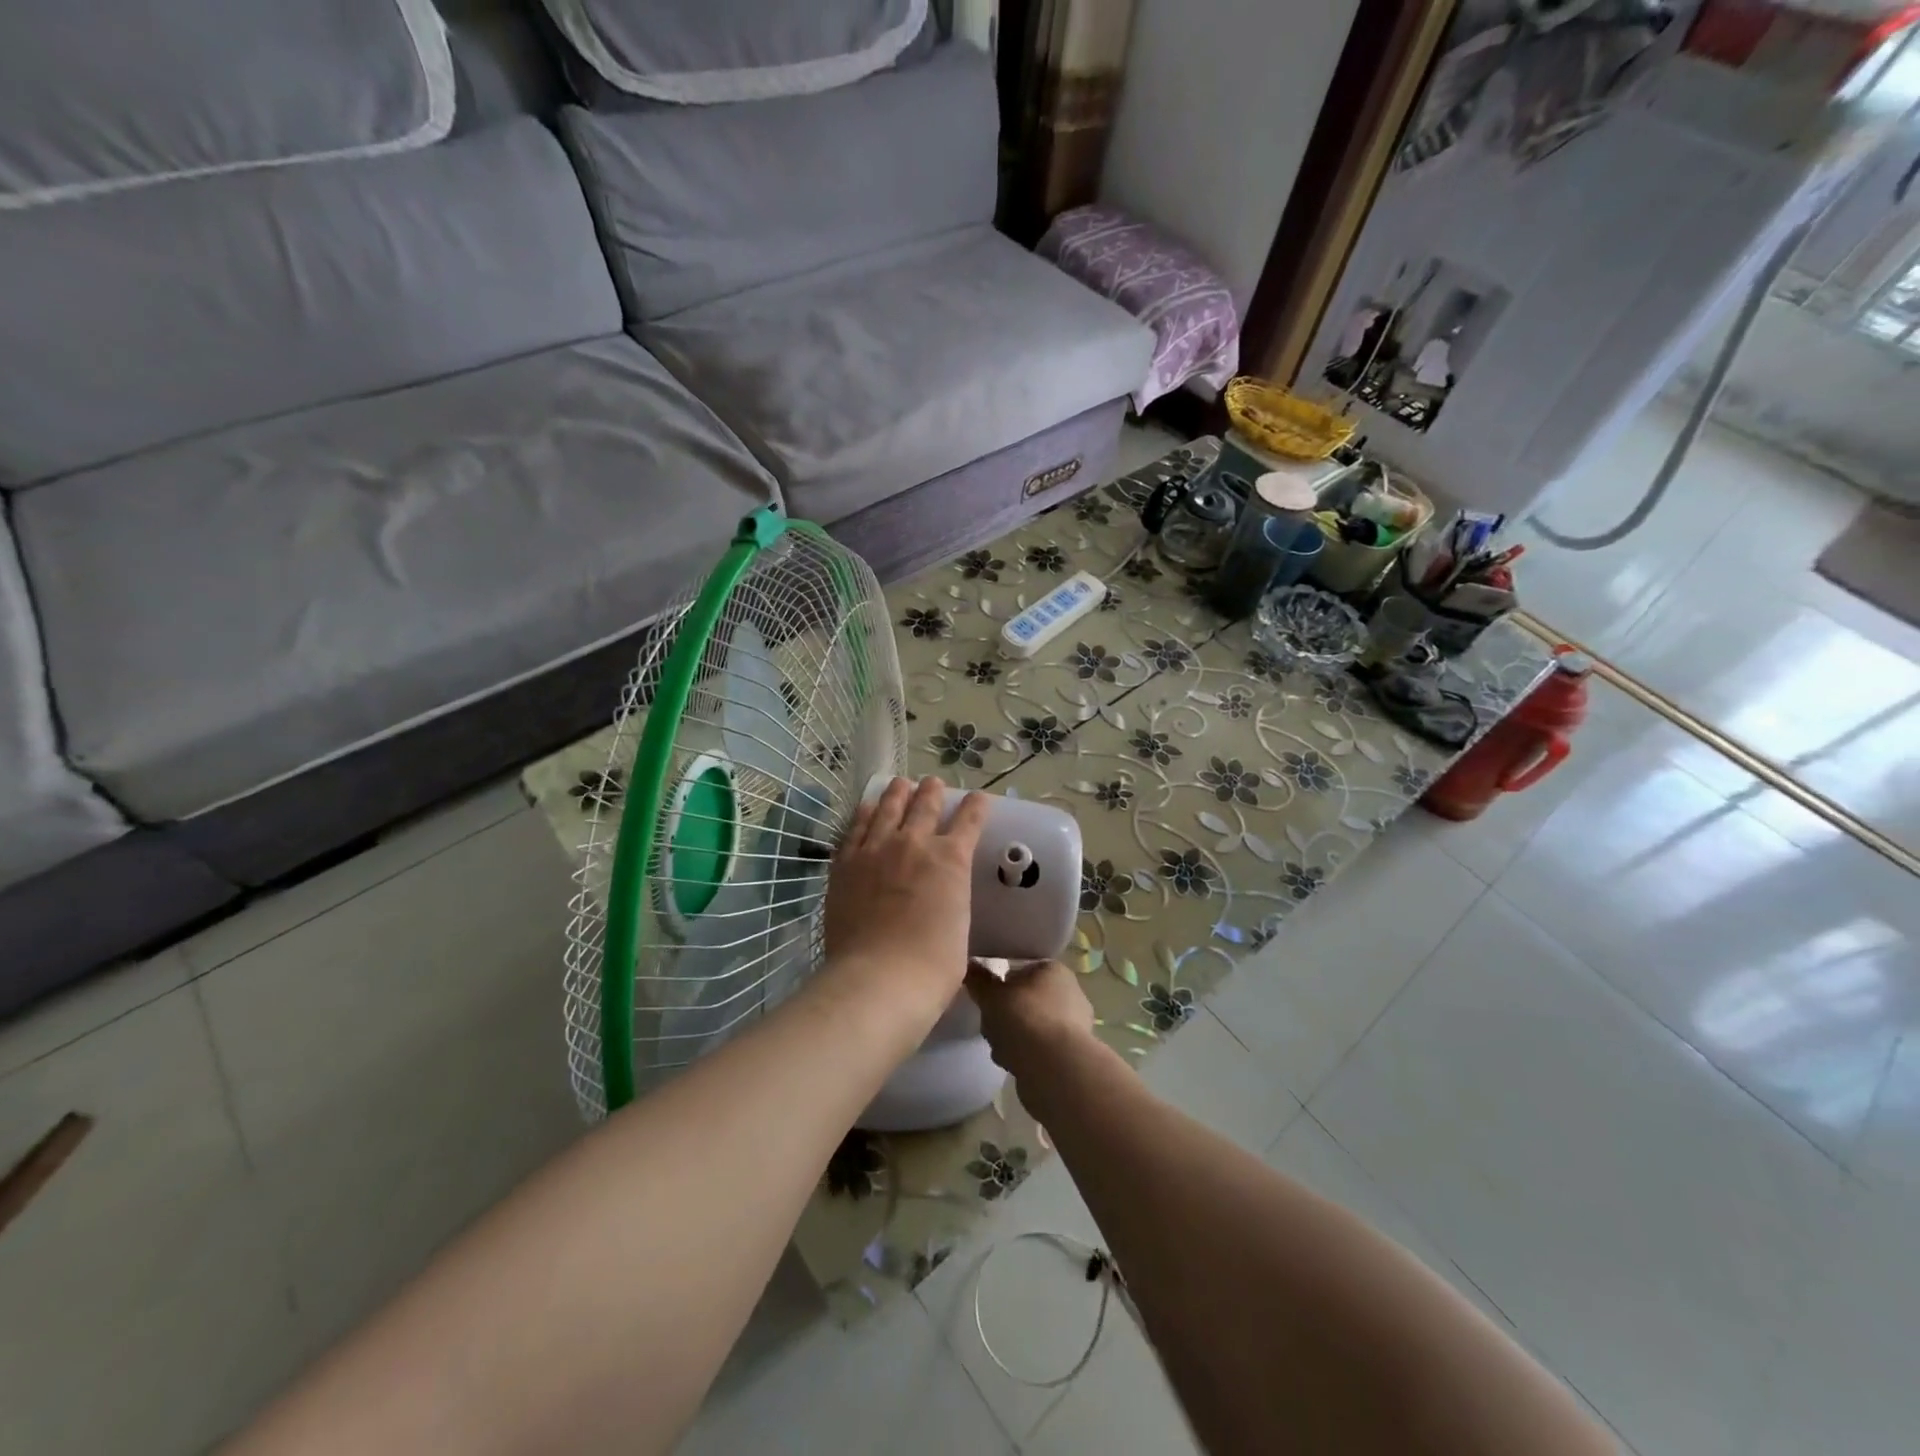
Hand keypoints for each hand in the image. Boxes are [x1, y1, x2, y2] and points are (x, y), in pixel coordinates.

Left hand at [823, 776, 989, 1012]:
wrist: (879, 978)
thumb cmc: (932, 966)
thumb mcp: (959, 928)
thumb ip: (952, 902)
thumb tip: (944, 904)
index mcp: (951, 860)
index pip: (969, 820)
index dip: (976, 806)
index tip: (979, 798)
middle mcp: (914, 844)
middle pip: (925, 804)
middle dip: (933, 791)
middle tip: (933, 784)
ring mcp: (876, 850)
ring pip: (888, 807)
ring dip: (898, 792)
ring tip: (901, 784)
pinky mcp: (846, 863)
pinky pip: (856, 828)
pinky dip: (865, 813)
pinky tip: (867, 808)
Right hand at [967, 958, 1095, 1081]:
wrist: (1055, 1069)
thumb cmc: (1024, 1019)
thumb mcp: (992, 996)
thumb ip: (979, 981)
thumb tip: (971, 966)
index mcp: (1054, 970)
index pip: (1022, 970)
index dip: (1002, 984)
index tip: (988, 998)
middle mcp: (1070, 993)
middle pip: (1025, 1000)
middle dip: (1004, 1015)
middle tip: (991, 1025)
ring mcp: (1073, 1026)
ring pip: (1030, 1027)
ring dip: (1012, 1037)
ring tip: (1001, 1048)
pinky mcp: (1070, 1055)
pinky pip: (1039, 1049)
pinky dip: (1025, 1055)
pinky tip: (1014, 1064)